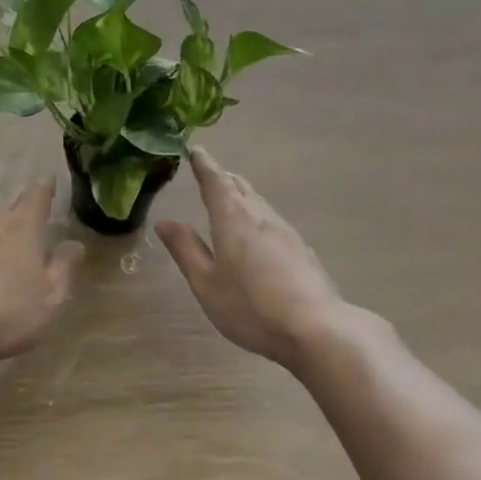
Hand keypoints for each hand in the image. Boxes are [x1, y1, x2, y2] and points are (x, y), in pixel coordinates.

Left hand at [0, 182, 82, 367]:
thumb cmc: (6, 308)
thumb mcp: (49, 295)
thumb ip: (63, 268)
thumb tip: (75, 244)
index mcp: (22, 229)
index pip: (35, 199)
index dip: (44, 190)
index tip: (48, 180)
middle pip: (9, 210)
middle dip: (21, 206)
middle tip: (29, 202)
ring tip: (7, 233)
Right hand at [155, 148, 346, 368]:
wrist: (317, 329)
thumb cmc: (251, 307)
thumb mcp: (207, 284)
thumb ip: (186, 249)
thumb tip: (164, 221)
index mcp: (232, 218)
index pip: (215, 181)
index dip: (204, 165)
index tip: (196, 150)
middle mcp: (260, 215)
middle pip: (239, 186)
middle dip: (222, 177)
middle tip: (209, 173)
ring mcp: (285, 231)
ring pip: (258, 201)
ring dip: (241, 194)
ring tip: (230, 198)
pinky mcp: (301, 248)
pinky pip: (272, 219)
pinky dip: (257, 214)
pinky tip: (258, 232)